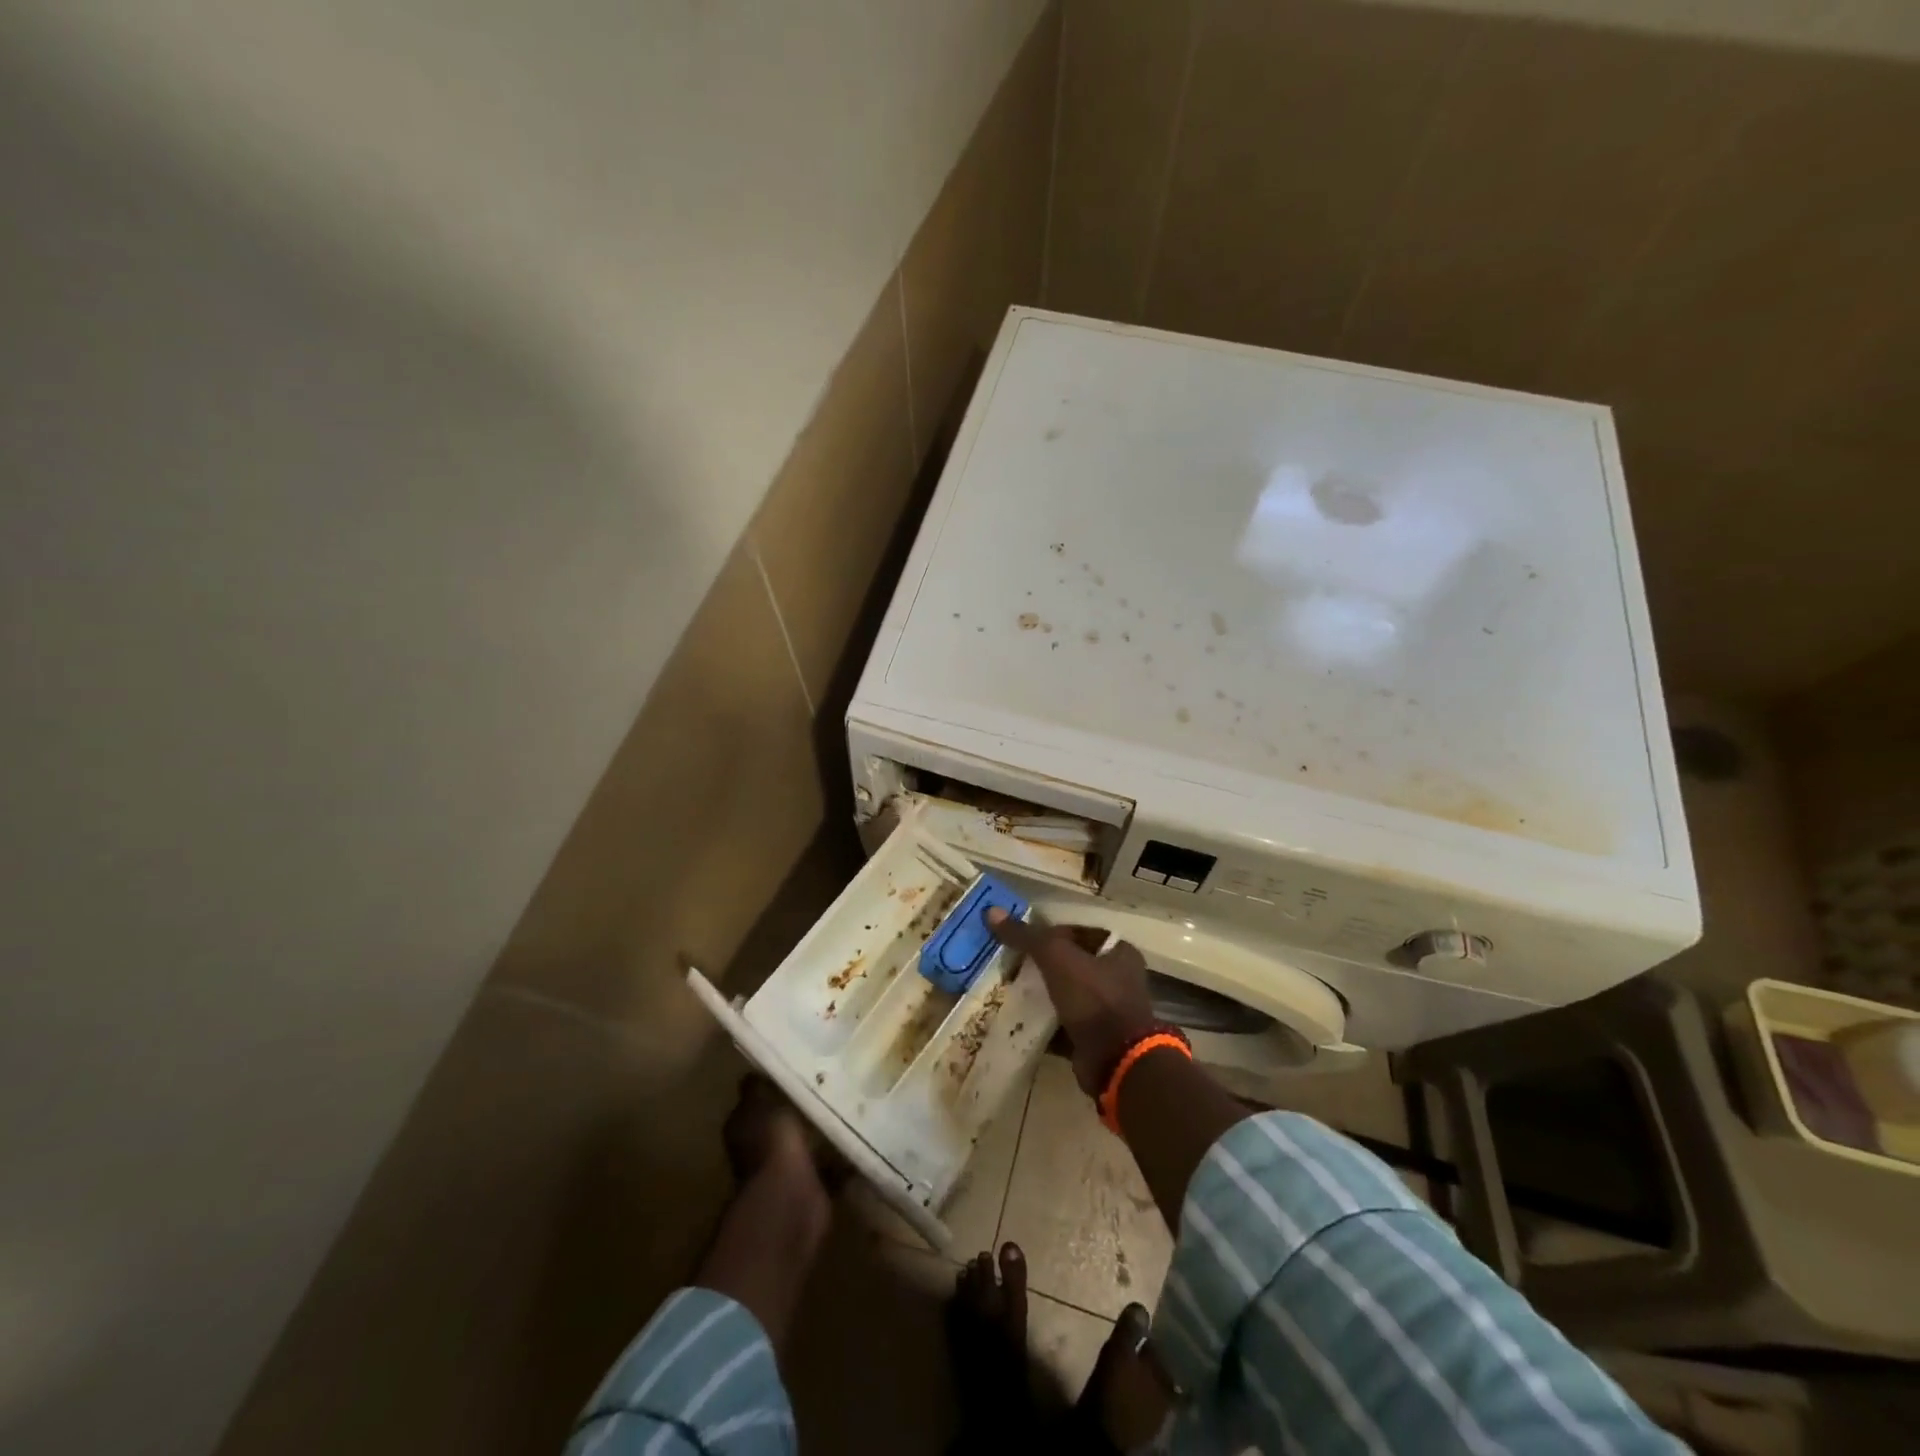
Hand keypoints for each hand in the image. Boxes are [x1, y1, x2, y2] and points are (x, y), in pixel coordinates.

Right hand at [986, 908, 1156, 1094]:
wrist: (1116, 1062)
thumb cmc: (1094, 998)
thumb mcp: (1057, 957)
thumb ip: (1026, 936)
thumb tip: (991, 912)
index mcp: (1119, 952)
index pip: (1079, 933)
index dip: (1050, 933)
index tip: (1021, 938)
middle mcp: (1117, 979)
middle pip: (1071, 964)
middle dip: (1041, 965)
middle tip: (1008, 962)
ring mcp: (1106, 1012)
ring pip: (1065, 995)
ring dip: (1040, 994)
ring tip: (1006, 988)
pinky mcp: (1093, 1039)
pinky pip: (1061, 1025)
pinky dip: (1041, 1023)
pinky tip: (1015, 1019)